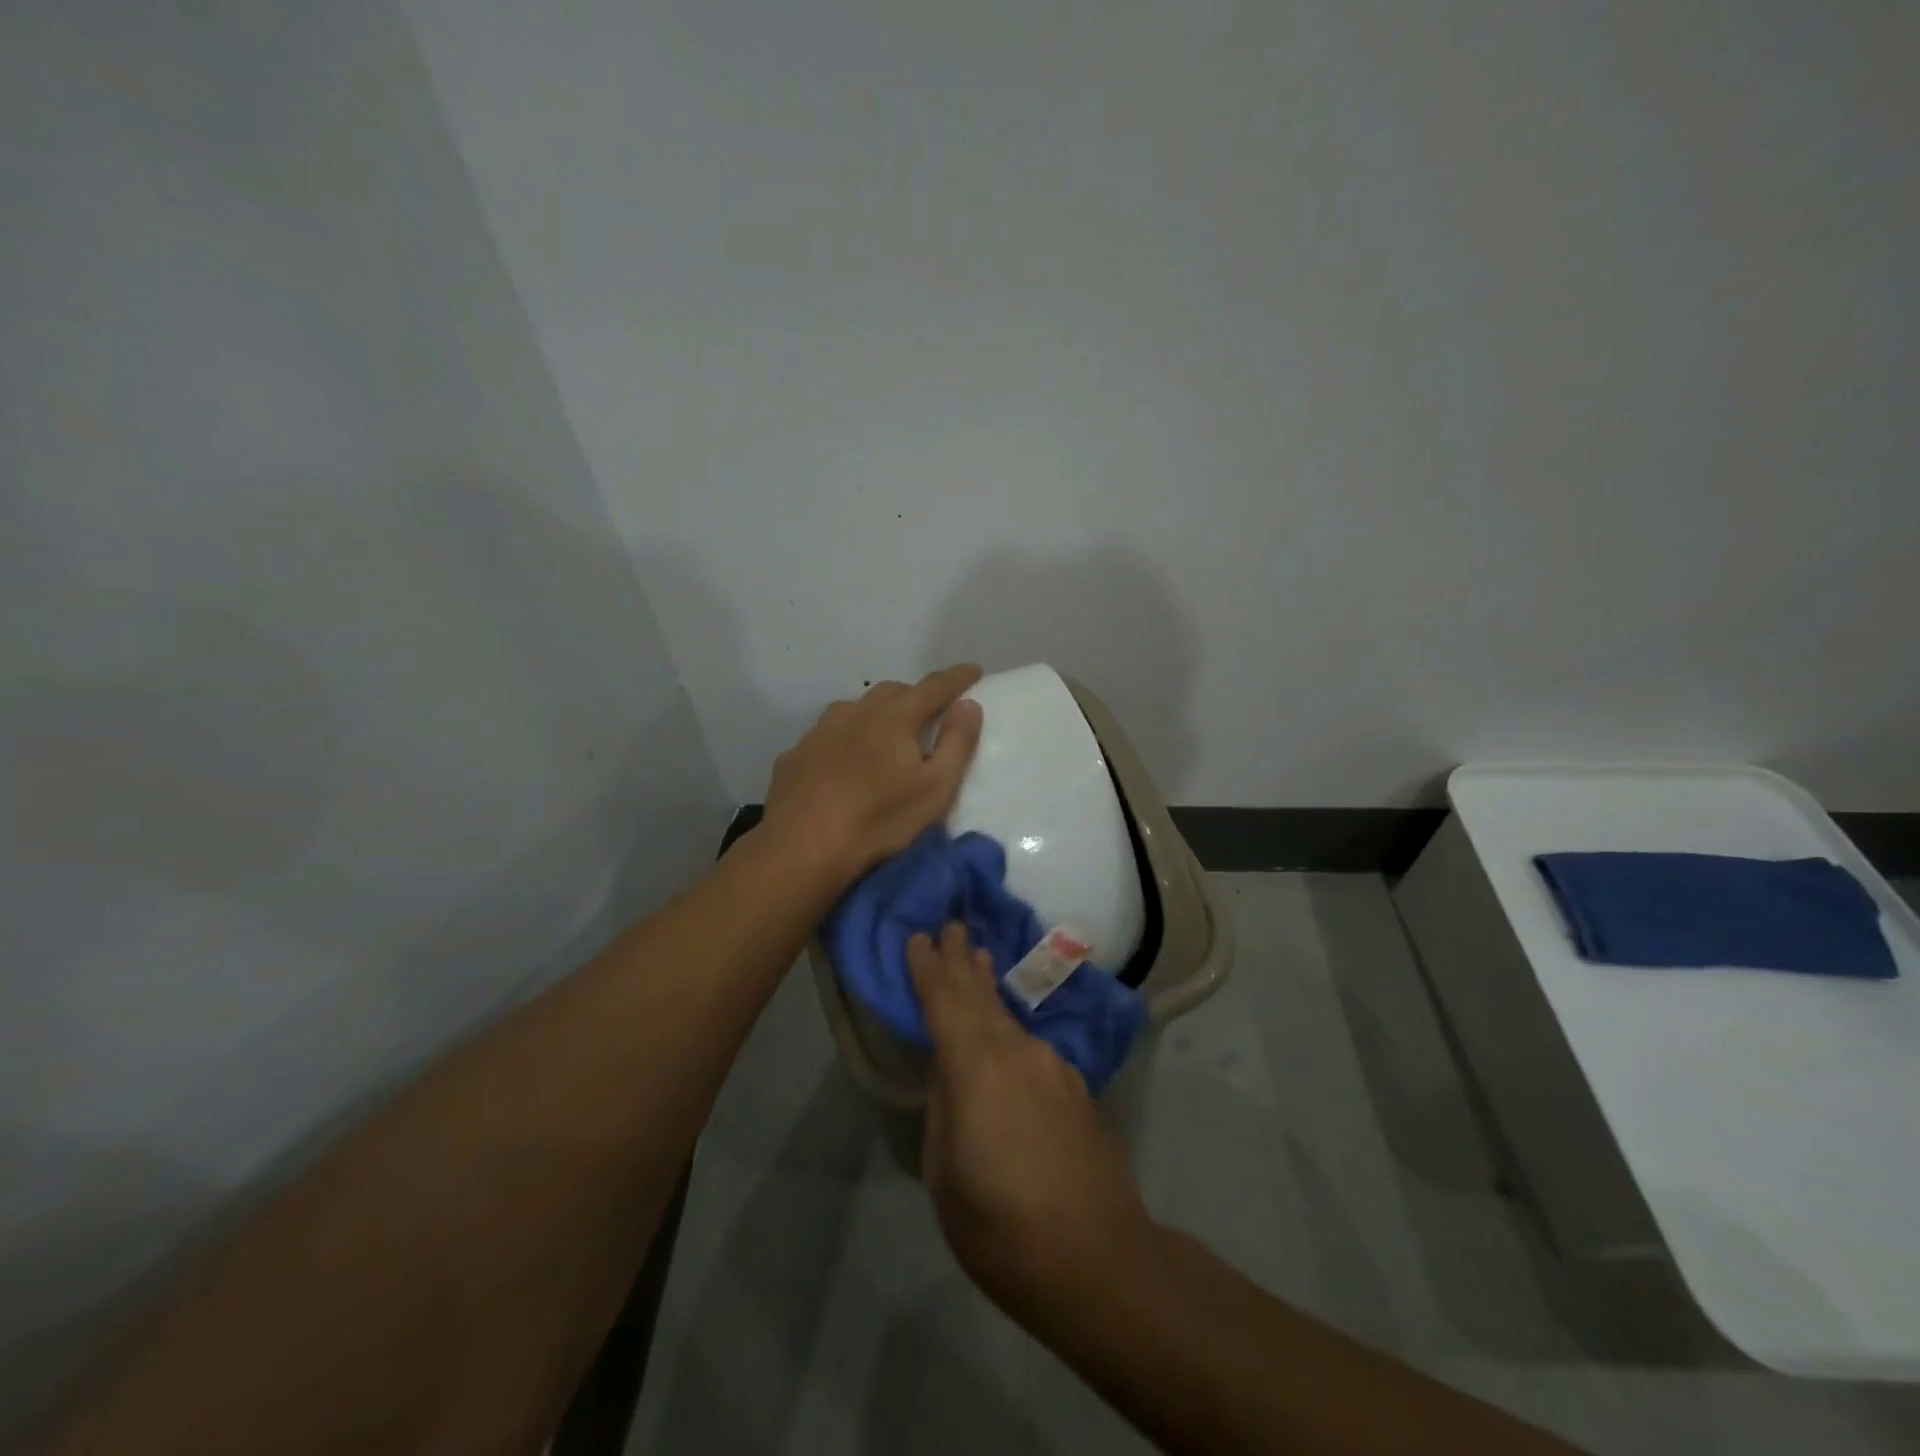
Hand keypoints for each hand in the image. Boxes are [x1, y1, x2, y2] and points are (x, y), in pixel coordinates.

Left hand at [762, 664, 984, 888]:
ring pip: (854, 709)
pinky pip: (827, 735)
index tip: (974, 670)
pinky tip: (843, 762)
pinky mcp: (795, 755)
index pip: (934, 687)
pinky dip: (844, 739)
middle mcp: (855, 713)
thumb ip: (957, 743)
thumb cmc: (879, 820)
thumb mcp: (935, 789)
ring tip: (885, 735)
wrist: (802, 847)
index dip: (957, 677)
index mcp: (894, 718)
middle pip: (891, 691)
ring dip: (876, 714)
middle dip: (915, 696)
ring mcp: (819, 732)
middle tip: (929, 713)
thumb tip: (969, 705)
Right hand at [909, 924, 1157, 1321]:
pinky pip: (1030, 1044)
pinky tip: (1007, 1032)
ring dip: (987, 987)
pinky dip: (1010, 1026)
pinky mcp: (1075, 1087)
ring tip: (979, 959)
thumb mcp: (945, 1174)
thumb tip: (950, 1076)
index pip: (944, 1001)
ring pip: (1008, 1016)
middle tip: (952, 925)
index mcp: (976, 1066)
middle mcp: (1017, 1051)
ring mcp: (1052, 1066)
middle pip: (980, 995)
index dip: (928, 968)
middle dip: (962, 959)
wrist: (1099, 1258)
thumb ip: (944, 1110)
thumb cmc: (1002, 1225)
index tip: (917, 936)